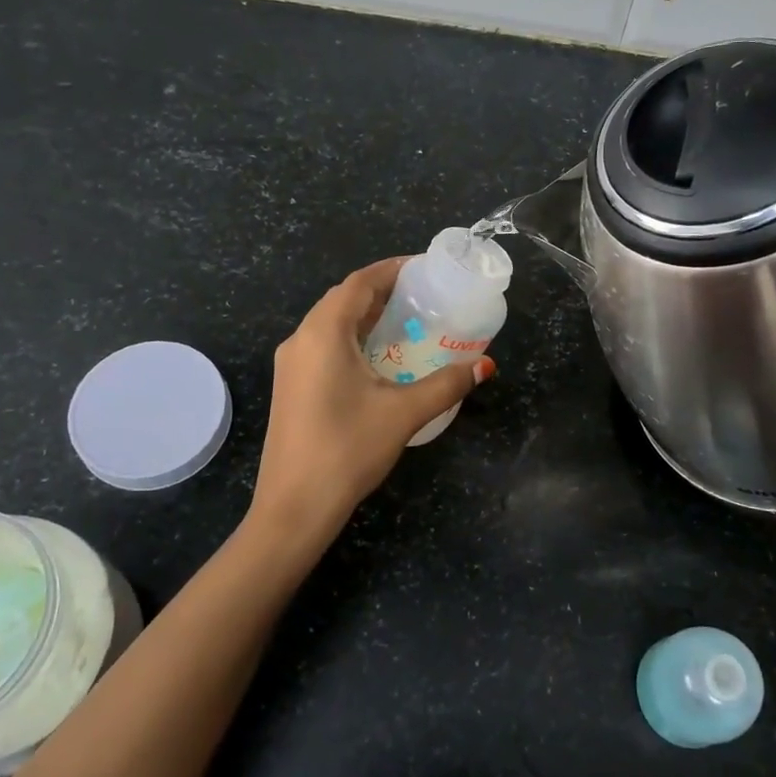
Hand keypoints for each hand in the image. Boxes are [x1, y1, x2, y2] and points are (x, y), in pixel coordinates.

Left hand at [249, 257, 495, 544]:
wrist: (293, 508)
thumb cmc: (347, 450)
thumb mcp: (404, 413)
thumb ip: (446, 385)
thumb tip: (484, 366)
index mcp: (323, 333)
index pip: (359, 283)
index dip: (392, 269)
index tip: (424, 268)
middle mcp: (301, 339)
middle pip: (343, 299)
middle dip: (382, 292)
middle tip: (423, 296)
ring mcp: (291, 365)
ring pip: (331, 324)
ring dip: (367, 317)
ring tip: (408, 322)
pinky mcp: (291, 387)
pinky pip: (324, 346)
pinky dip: (353, 339)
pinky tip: (380, 359)